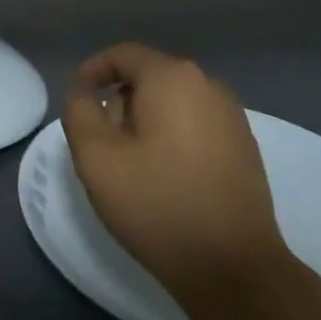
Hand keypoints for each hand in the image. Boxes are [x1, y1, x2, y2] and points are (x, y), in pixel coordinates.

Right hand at [63, 43, 291, 299]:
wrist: (232, 264)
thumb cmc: (157, 204)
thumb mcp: (97, 159)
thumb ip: (80, 114)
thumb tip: (86, 96)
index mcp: (173, 79)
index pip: (125, 55)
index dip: (94, 69)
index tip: (77, 96)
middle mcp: (209, 86)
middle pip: (151, 77)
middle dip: (120, 100)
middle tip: (99, 141)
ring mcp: (232, 116)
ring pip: (175, 103)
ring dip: (146, 121)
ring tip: (129, 163)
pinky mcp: (244, 146)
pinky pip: (196, 125)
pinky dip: (172, 136)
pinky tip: (164, 175)